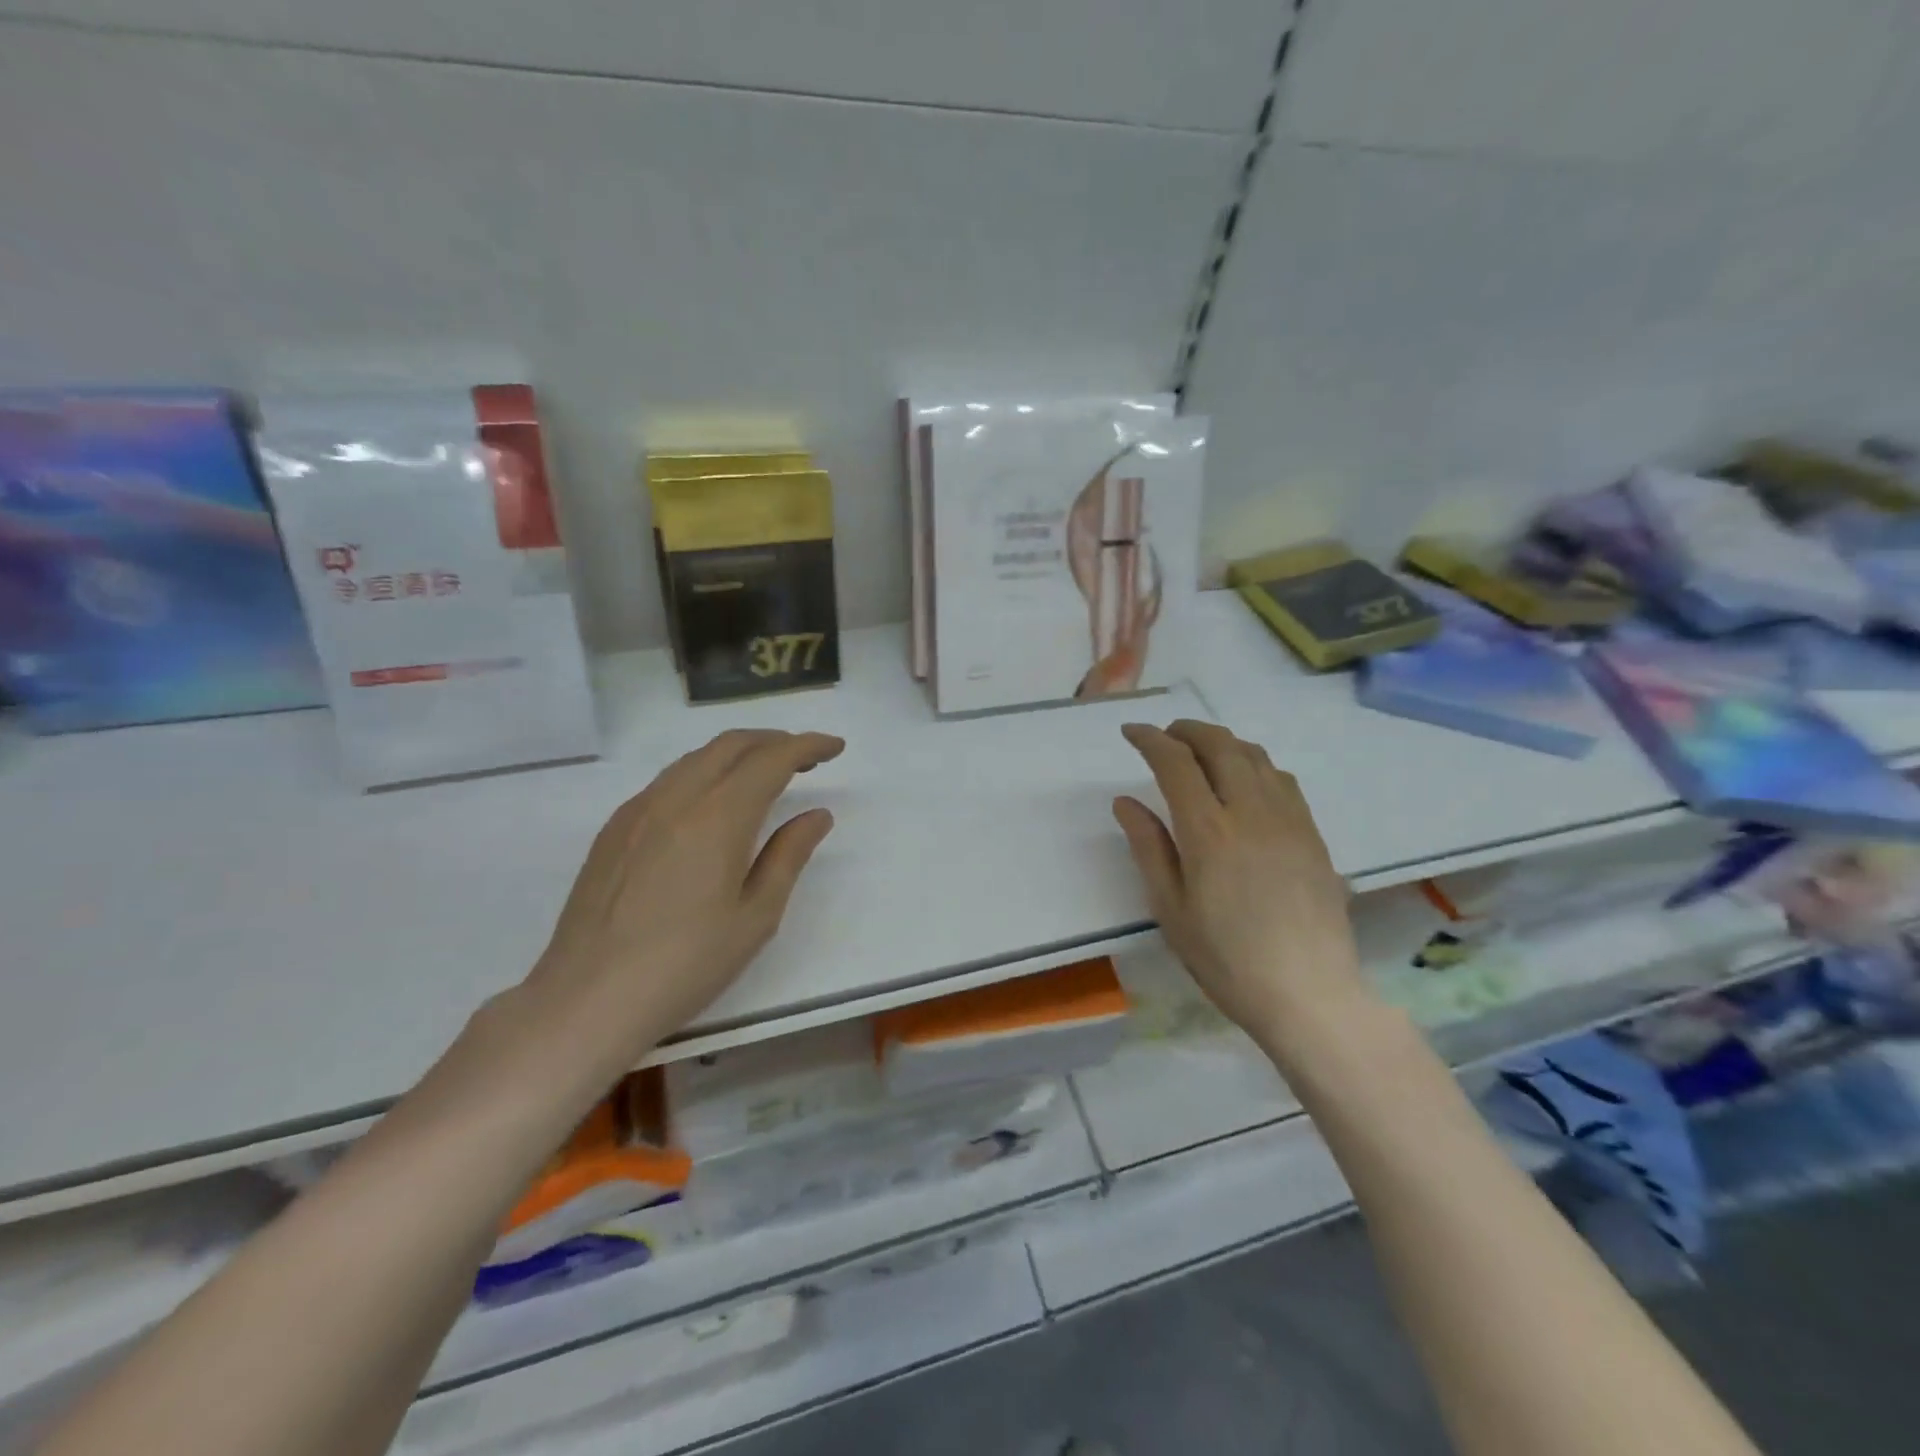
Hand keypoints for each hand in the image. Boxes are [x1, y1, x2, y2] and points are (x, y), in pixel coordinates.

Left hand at [519, 729, 843, 1075]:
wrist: (587, 1000)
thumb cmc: (686, 965)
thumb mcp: (755, 917)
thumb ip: (788, 856)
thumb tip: (816, 815)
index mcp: (717, 818)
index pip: (771, 760)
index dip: (807, 745)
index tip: (835, 746)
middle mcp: (676, 799)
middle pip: (731, 745)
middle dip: (775, 740)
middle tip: (807, 758)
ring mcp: (638, 811)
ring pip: (696, 758)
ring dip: (738, 754)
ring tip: (765, 774)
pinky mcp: (614, 829)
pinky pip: (668, 780)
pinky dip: (704, 773)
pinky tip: (712, 804)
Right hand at [1114, 720, 1368, 1049]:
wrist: (1309, 994)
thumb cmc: (1226, 959)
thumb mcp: (1171, 909)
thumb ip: (1149, 848)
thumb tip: (1126, 802)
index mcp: (1209, 832)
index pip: (1176, 762)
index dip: (1150, 739)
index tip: (1132, 732)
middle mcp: (1251, 812)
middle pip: (1219, 745)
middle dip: (1187, 730)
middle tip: (1165, 735)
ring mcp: (1289, 819)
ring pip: (1255, 756)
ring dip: (1222, 741)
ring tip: (1201, 751)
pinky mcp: (1312, 833)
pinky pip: (1282, 779)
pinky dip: (1254, 764)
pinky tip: (1245, 782)